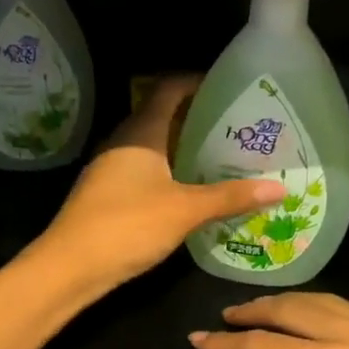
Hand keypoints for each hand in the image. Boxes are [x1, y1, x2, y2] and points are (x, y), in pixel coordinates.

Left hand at [36, 76, 285, 285]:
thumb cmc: (128, 226)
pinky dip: (167, 174)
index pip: (169, 89)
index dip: (197, 82)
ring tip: (220, 159)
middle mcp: (122, 143)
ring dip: (182, 150)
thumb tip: (280, 188)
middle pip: (161, 117)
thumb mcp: (185, 211)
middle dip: (196, 119)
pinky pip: (143, 172)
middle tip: (235, 128)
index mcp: (140, 132)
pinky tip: (188, 192)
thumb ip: (230, 197)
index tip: (229, 88)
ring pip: (152, 148)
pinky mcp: (105, 195)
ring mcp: (110, 170)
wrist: (69, 267)